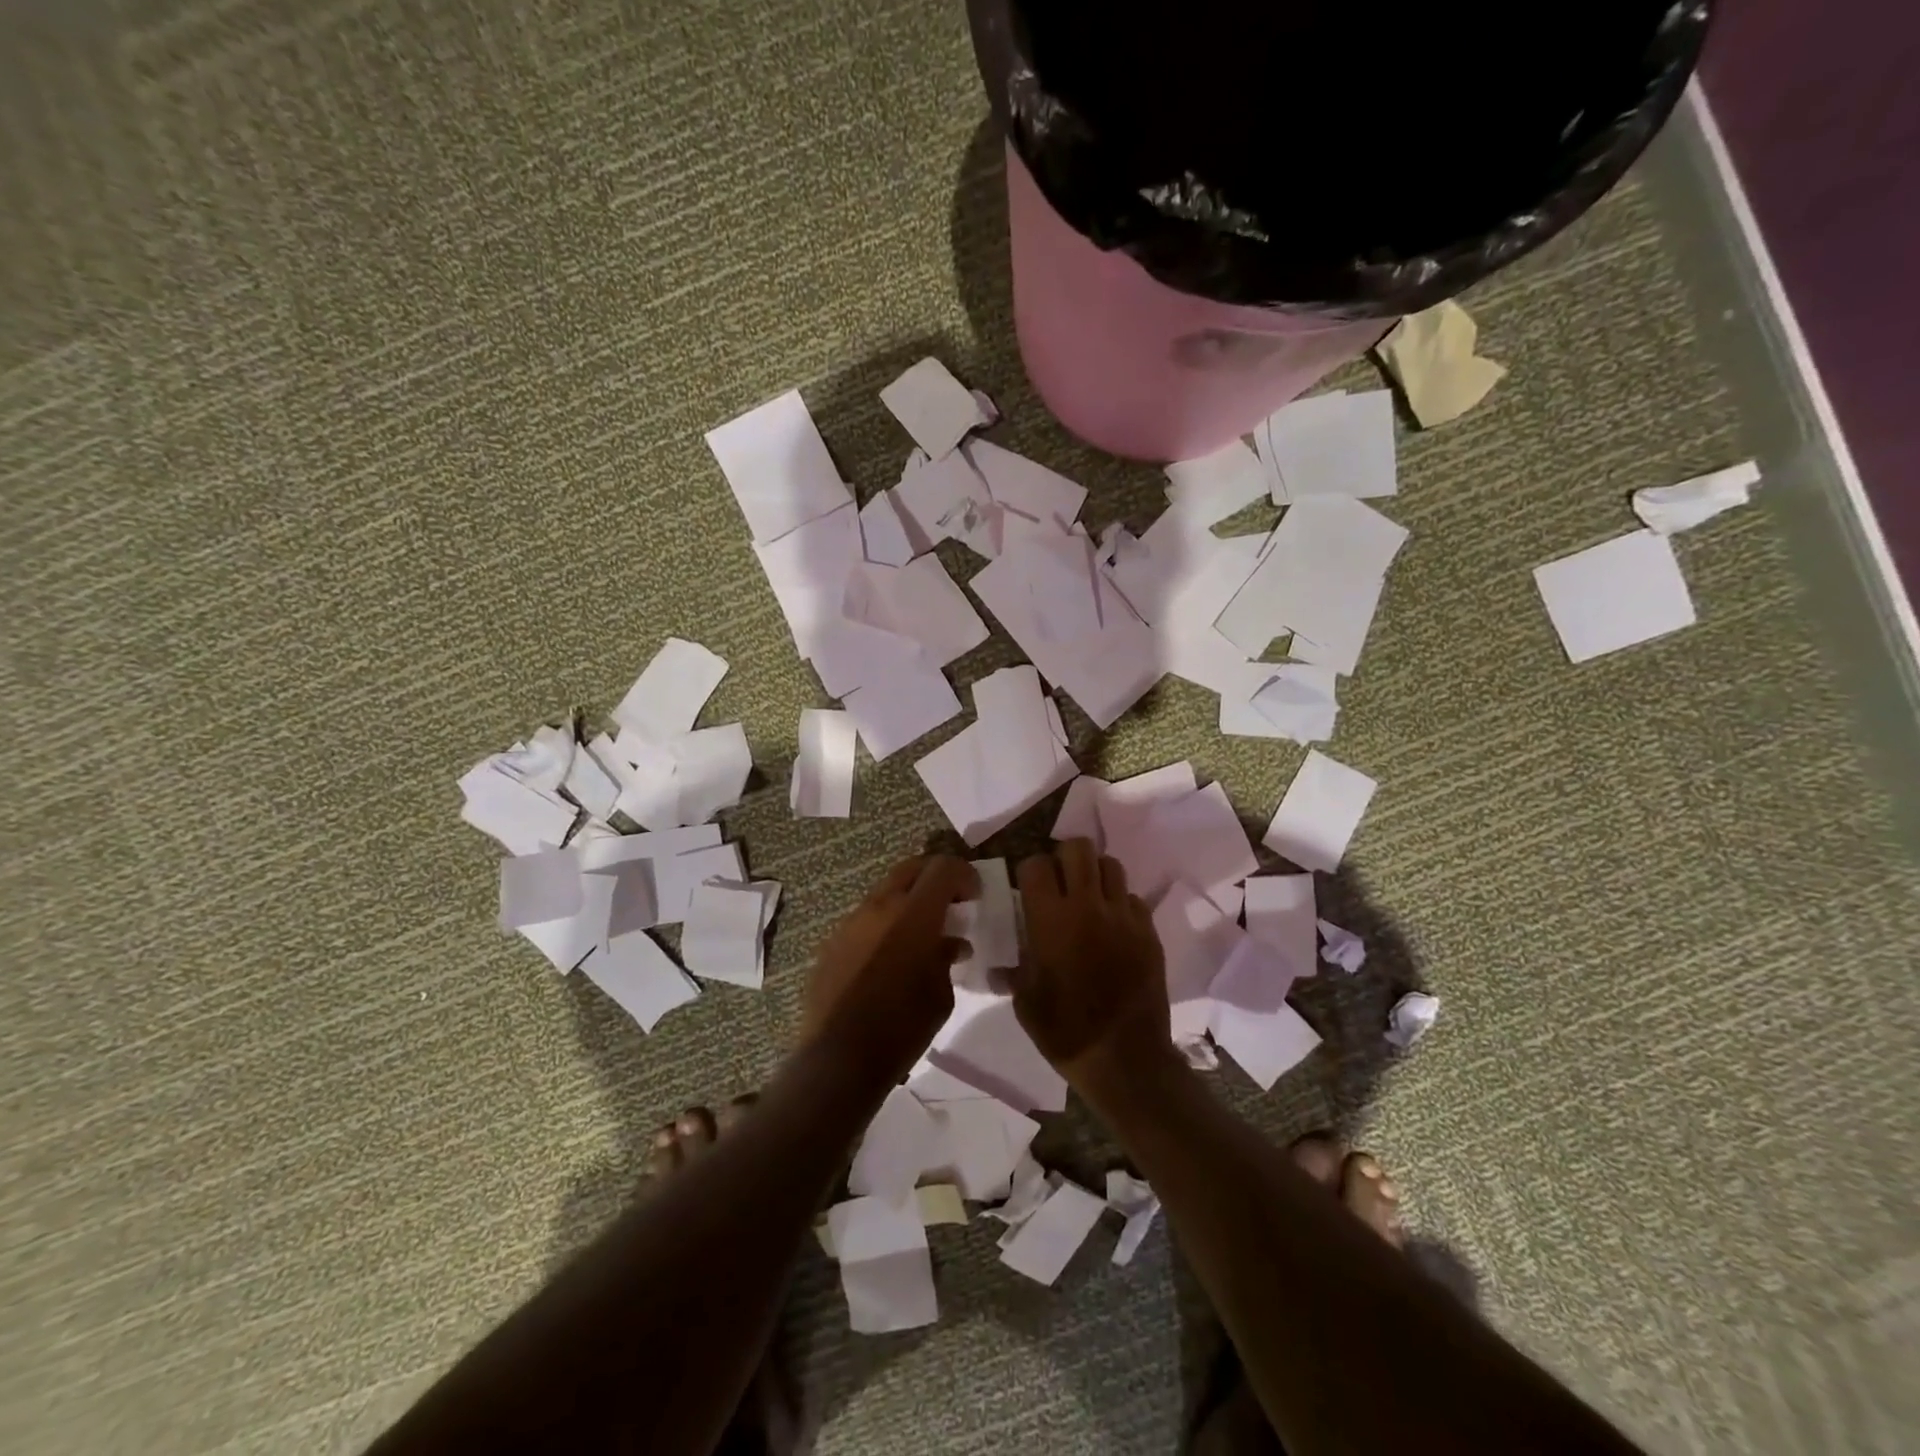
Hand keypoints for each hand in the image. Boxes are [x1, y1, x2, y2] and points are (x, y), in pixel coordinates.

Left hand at [801, 855, 978, 1077]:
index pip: (942, 869)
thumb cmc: (902, 1028)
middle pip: (910, 869)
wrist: (839, 1060)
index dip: (964, 874)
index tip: (975, 895)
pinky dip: (884, 925)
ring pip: (884, 893)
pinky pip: (864, 920)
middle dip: (934, 877)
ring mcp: (850, 923)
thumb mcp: (941, 995)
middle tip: (951, 901)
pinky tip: (890, 957)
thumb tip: (950, 944)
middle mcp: (879, 907)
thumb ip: (946, 958)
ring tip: (921, 933)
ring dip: (907, 902)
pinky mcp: (831, 943)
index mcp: (912, 914)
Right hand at [1009, 839, 1172, 1092]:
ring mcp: (1123, 916)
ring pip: (1110, 864)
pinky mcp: (1148, 931)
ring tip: (1088, 896)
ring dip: (1094, 874)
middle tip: (1059, 881)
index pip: (1036, 865)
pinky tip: (1112, 926)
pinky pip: (1132, 898)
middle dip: (1064, 857)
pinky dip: (1119, 903)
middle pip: (1078, 849)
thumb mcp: (1025, 1002)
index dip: (1028, 871)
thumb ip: (1014, 970)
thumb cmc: (1065, 1032)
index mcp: (1051, 919)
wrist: (1126, 1060)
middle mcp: (1088, 906)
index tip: (1027, 888)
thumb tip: (1002, 965)